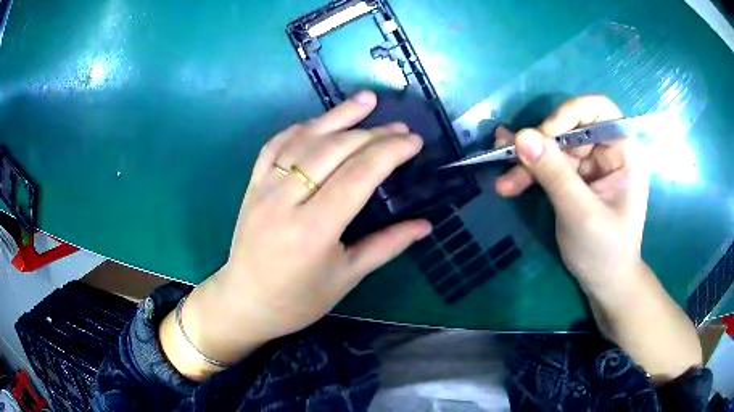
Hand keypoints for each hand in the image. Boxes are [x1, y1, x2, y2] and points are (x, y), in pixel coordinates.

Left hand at [162, 91, 431, 379]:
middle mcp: (286, 201)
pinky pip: (276, 145)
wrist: (245, 303)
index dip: (389, 152)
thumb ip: (387, 246)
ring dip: (337, 117)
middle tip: (400, 128)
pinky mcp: (252, 185)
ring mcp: (264, 188)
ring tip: (366, 101)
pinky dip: (300, 128)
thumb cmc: (298, 300)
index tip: (414, 141)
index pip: (358, 176)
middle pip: (334, 151)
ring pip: (304, 140)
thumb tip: (426, 225)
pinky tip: (320, 121)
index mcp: (313, 231)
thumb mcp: (346, 277)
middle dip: (372, 134)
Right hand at [496, 96, 702, 380]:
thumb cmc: (605, 251)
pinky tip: (509, 180)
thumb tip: (521, 136)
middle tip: (511, 159)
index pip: (598, 110)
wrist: (605, 283)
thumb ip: (554, 174)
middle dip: (540, 145)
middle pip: (569, 129)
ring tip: (504, 179)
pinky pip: (549, 165)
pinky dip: (530, 173)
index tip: (545, 135)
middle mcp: (607, 152)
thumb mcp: (581, 213)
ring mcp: (590, 165)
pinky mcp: (575, 179)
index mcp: (624, 152)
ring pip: (554, 148)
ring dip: (528, 162)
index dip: (570, 113)